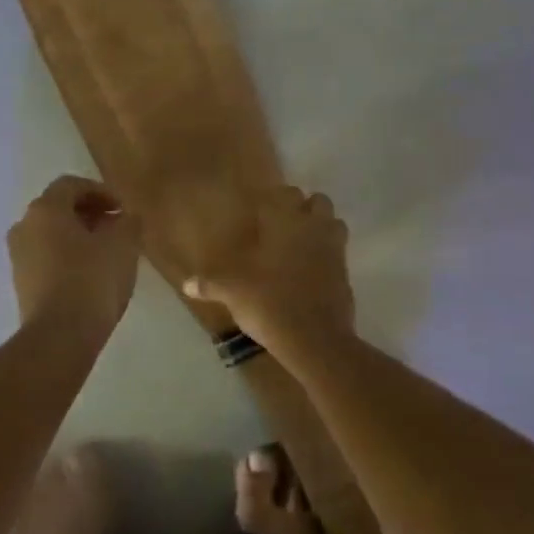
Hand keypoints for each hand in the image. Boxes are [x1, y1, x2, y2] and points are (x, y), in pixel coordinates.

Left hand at [7, 175, 142, 337]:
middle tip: (117, 227)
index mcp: (45, 209)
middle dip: (89, 214)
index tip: (123, 208)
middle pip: (58, 209)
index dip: (100, 191)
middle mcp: (24, 226)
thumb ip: (128, 222)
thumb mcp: (123, 245)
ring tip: (107, 253)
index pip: (71, 185)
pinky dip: (67, 257)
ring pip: (51, 235)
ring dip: (78, 236)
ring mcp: (18, 257)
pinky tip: (90, 275)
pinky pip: (46, 258)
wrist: (60, 335)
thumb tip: (127, 217)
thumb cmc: (92, 280)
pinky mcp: (21, 284)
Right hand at [185, 185, 354, 361]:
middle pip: (317, 201)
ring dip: (321, 228)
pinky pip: (338, 253)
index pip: (284, 193)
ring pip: (334, 223)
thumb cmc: (269, 303)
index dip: (273, 199)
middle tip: (281, 226)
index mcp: (286, 223)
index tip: (260, 210)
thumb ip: (210, 284)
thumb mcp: (232, 292)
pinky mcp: (346, 274)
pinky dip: (327, 256)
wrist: (314, 339)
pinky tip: (310, 273)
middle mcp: (314, 229)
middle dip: (303, 208)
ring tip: (300, 245)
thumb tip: (187, 284)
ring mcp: (335, 251)